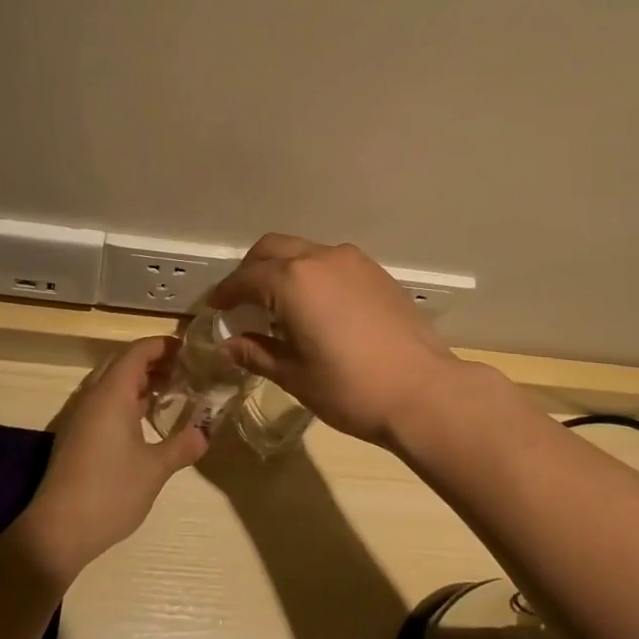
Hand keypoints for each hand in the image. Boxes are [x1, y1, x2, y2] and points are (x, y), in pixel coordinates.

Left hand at [14, 337, 207, 580]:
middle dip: (153, 360)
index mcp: (112, 394)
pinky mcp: (76, 436)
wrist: (57, 532)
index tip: (189, 349)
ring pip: (112, 382)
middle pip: (123, 362)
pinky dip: (127, 399)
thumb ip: (182, 445)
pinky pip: (104, 402)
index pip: (138, 352)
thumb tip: (206, 432)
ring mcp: (81, 417)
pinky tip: (145, 419)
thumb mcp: (155, 469)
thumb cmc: (109, 492)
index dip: (163, 345)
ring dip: (139, 380)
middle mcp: (94, 397)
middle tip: (184, 368)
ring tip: (171, 390)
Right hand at [208, 234, 462, 446]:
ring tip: (279, 303)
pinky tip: (316, 305)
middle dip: (251, 270)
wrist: (422, 390)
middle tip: (242, 300)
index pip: (246, 279)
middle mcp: (319, 259)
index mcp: (292, 281)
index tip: (216, 308)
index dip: (226, 293)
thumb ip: (257, 352)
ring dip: (283, 268)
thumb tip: (229, 345)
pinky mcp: (375, 271)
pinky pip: (330, 261)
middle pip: (272, 249)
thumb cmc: (350, 388)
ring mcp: (351, 261)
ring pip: (303, 251)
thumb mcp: (295, 376)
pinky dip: (311, 273)